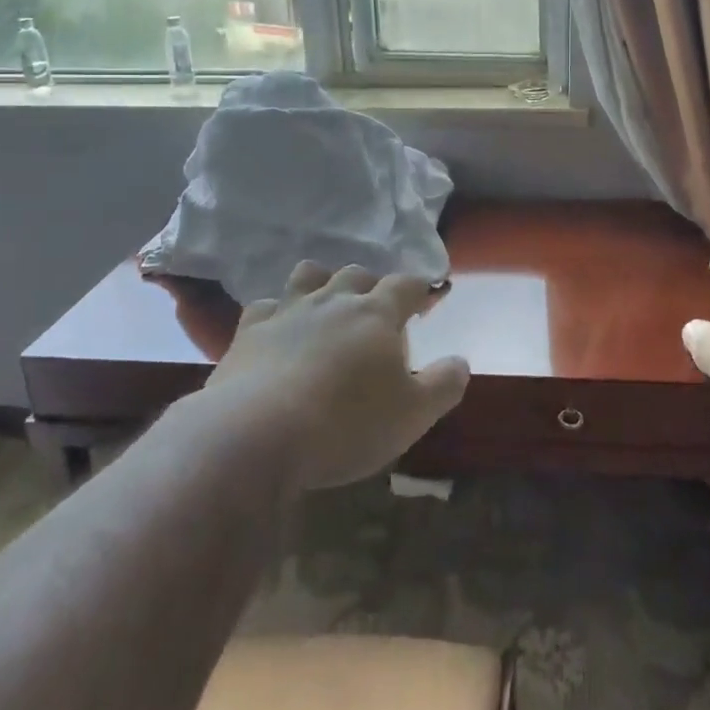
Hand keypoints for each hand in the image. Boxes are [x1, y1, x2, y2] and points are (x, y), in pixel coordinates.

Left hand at [207, 261, 469, 489]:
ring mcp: (288, 312)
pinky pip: (265, 307)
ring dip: (322, 283)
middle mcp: (333, 301)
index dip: (420, 289)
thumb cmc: (346, 423)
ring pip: (308, 276)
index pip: (406, 284)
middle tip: (376, 312)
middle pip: (356, 274)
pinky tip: (278, 332)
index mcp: (376, 313)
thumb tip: (461, 362)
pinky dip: (276, 314)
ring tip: (327, 305)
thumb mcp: (412, 415)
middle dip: (370, 286)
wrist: (256, 436)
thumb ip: (443, 385)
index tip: (427, 300)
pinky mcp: (249, 333)